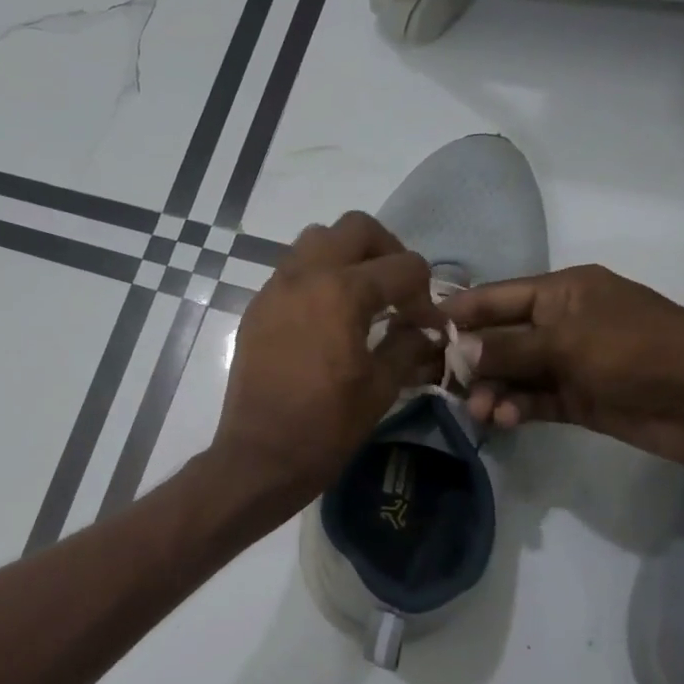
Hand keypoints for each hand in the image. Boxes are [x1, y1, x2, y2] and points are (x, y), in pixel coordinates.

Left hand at [215, 212, 442, 508]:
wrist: (260, 455)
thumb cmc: (325, 426)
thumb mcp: (380, 387)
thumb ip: (407, 346)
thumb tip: (424, 330)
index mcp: (341, 292)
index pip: (403, 266)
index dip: (425, 294)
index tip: (427, 325)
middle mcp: (304, 276)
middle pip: (354, 228)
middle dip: (385, 250)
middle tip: (396, 290)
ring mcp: (273, 290)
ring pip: (316, 241)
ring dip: (346, 257)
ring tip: (361, 297)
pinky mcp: (256, 309)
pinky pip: (291, 271)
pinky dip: (316, 278)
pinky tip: (327, 318)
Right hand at [439, 265, 683, 473]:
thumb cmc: (636, 350)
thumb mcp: (567, 341)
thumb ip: (508, 347)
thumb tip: (458, 351)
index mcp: (561, 292)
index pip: (496, 297)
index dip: (459, 314)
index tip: (418, 332)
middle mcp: (560, 323)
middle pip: (499, 338)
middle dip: (470, 360)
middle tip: (438, 382)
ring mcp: (568, 362)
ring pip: (512, 373)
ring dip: (491, 390)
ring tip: (479, 410)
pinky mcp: (576, 398)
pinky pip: (531, 400)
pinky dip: (514, 408)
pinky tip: (501, 419)